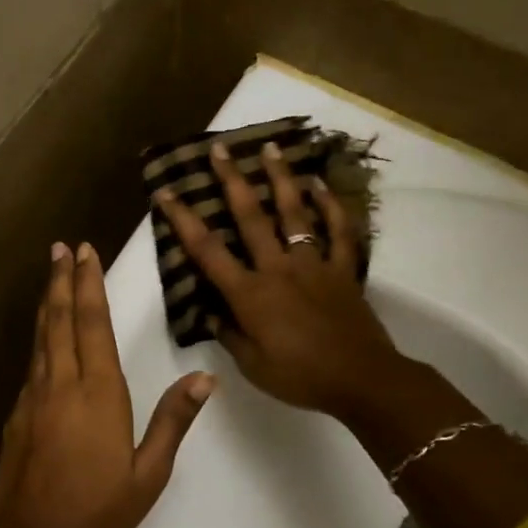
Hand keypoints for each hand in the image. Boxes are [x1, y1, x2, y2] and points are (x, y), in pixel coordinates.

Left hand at [0, 241, 214, 527]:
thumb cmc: (101, 509)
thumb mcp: (150, 470)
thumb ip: (173, 419)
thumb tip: (204, 379)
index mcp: (98, 392)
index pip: (93, 324)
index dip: (90, 285)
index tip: (85, 253)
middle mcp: (61, 385)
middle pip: (61, 320)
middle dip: (62, 281)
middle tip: (60, 248)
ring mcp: (32, 400)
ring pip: (40, 340)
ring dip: (48, 305)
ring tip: (51, 278)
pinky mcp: (15, 419)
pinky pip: (30, 368)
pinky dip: (38, 343)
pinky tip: (42, 342)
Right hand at [153, 140, 401, 418]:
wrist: (361, 379)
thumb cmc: (300, 376)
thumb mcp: (252, 365)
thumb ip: (229, 335)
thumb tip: (211, 314)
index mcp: (250, 294)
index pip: (207, 251)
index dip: (184, 220)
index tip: (167, 191)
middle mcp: (278, 269)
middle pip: (250, 217)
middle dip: (231, 181)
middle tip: (219, 149)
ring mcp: (314, 265)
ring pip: (295, 213)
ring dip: (281, 178)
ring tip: (271, 148)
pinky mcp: (343, 270)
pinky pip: (339, 232)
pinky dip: (331, 206)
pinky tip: (320, 185)